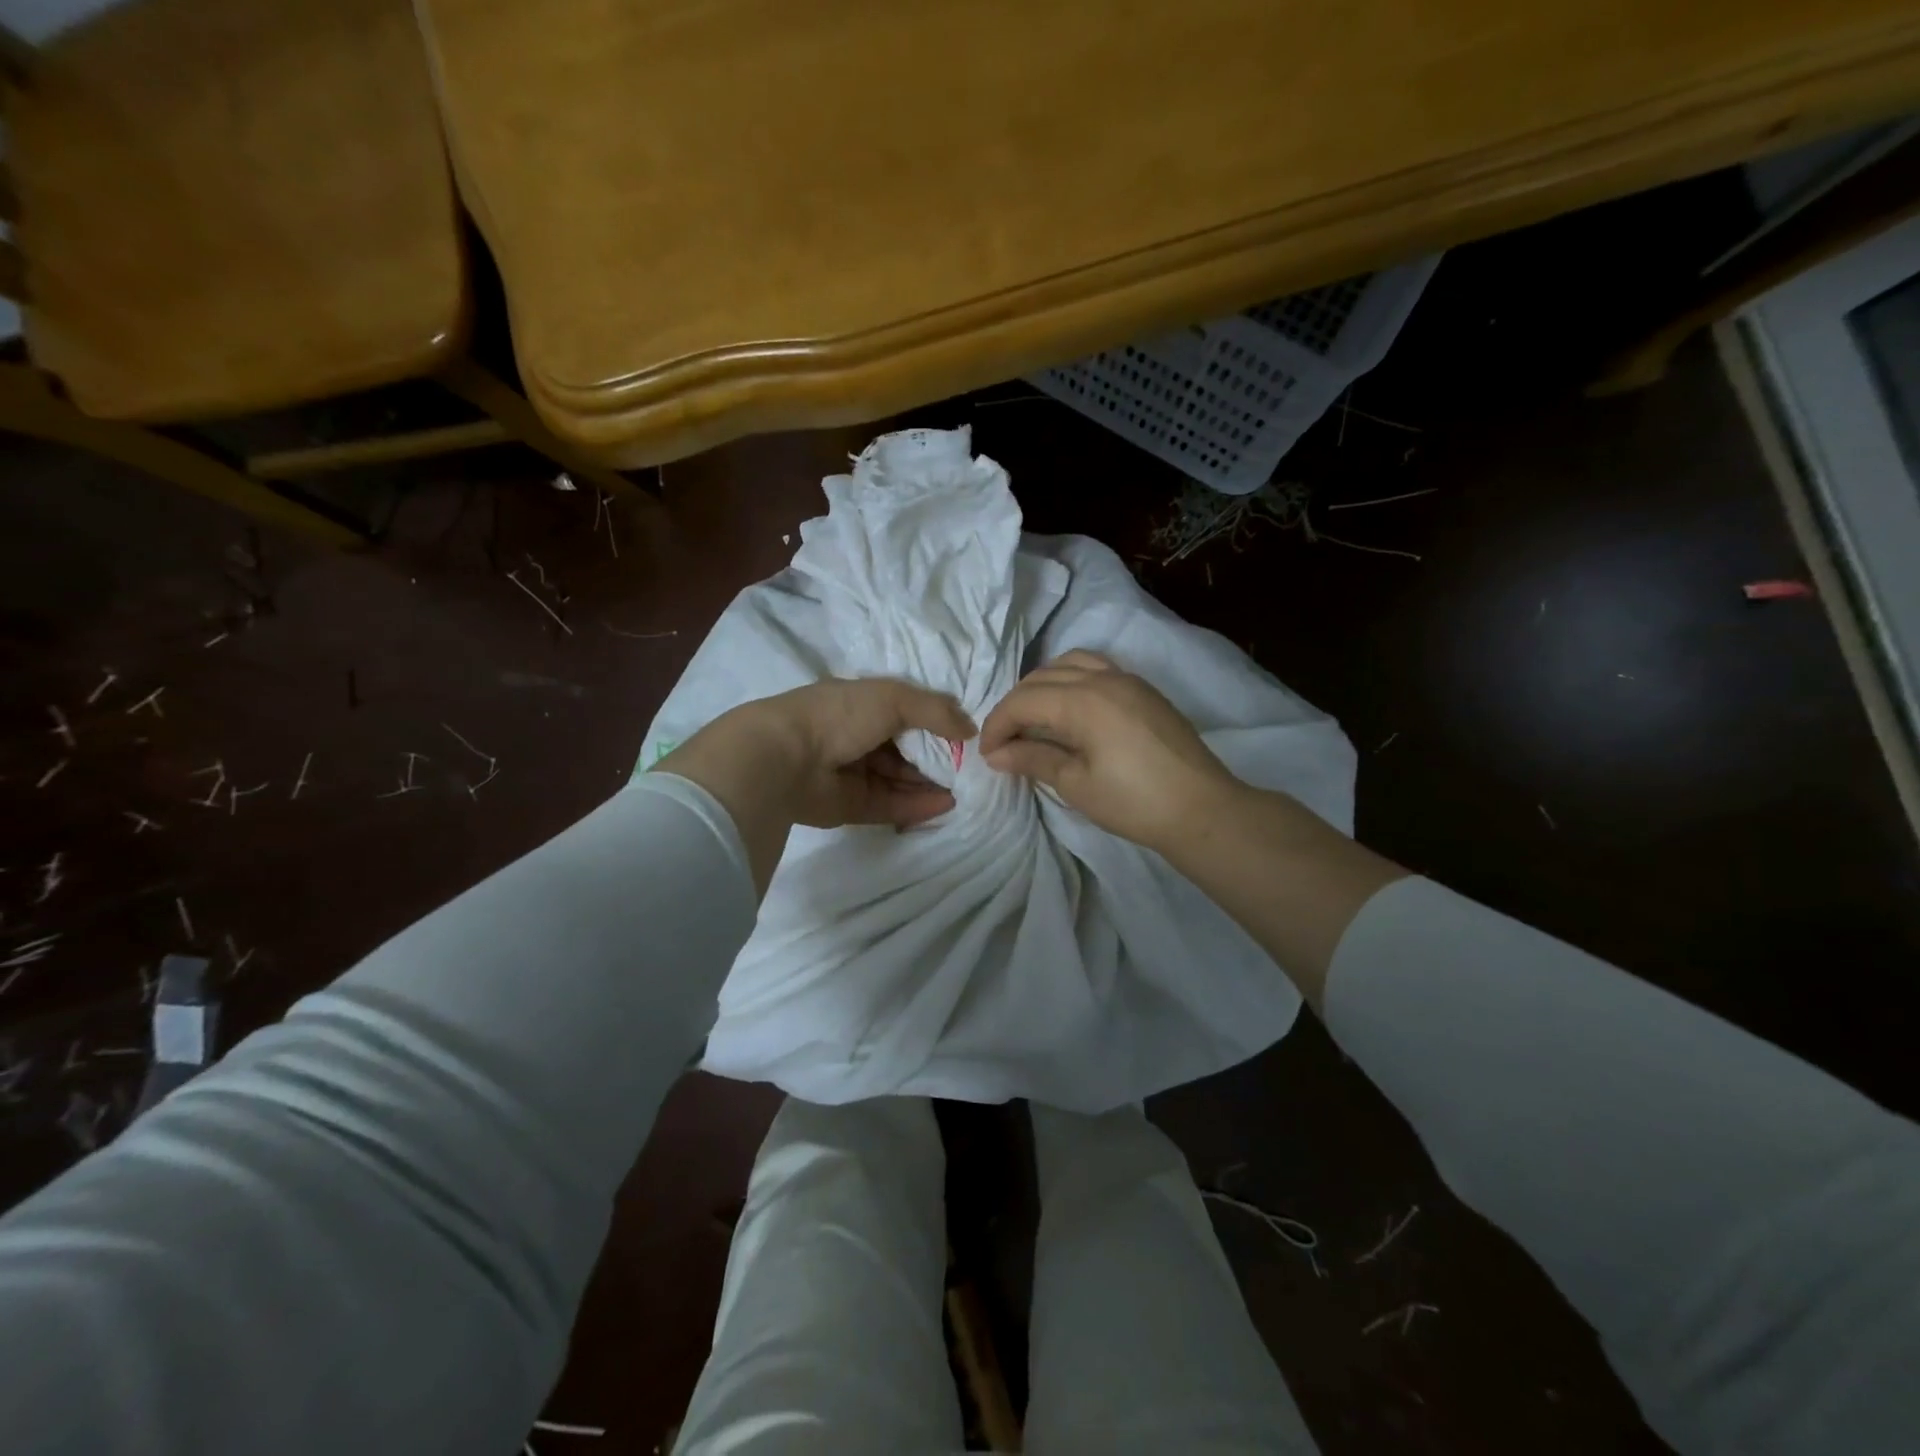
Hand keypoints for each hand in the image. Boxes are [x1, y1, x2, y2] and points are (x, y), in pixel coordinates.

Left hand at [655, 679, 974, 892]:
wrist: (784, 758)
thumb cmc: (839, 715)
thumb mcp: (893, 698)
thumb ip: (935, 710)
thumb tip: (970, 728)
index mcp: (861, 704)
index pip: (905, 711)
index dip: (934, 720)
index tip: (964, 733)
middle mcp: (858, 737)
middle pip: (905, 748)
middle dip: (937, 755)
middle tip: (971, 766)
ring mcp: (854, 773)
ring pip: (900, 778)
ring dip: (931, 782)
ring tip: (967, 787)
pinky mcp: (853, 806)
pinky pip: (892, 805)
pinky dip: (918, 804)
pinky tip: (946, 803)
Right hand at [978, 651, 1238, 852]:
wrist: (1202, 809)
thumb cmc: (1134, 802)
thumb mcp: (1076, 784)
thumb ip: (1034, 759)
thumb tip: (996, 754)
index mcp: (1083, 700)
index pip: (1024, 700)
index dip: (998, 724)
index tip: (987, 754)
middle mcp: (1103, 678)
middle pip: (1042, 678)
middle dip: (1016, 706)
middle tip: (1005, 742)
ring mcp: (1128, 679)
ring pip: (1069, 664)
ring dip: (1043, 686)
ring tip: (1034, 719)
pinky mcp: (1144, 690)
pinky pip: (1096, 668)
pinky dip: (1071, 681)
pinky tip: (1070, 711)